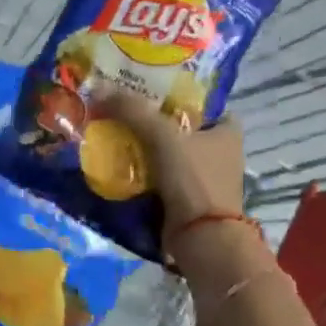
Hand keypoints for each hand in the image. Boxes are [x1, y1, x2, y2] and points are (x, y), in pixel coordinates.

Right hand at [94, 88, 245, 243]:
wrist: (201, 239)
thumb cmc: (193, 179)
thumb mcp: (162, 136)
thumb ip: (132, 110)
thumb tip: (98, 87)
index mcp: (227, 131)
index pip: (201, 102)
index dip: (174, 95)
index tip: (145, 91)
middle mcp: (220, 152)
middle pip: (179, 128)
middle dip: (152, 123)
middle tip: (120, 112)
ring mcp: (204, 179)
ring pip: (167, 154)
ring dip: (143, 149)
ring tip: (111, 137)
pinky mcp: (187, 201)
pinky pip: (160, 178)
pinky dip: (142, 173)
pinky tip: (117, 166)